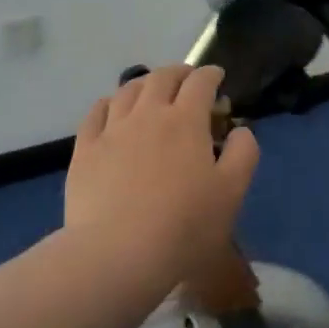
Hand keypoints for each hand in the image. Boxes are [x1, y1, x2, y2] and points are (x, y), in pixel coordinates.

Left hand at [65, 65, 259, 276]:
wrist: (118, 255)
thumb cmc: (184, 226)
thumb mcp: (232, 192)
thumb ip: (243, 153)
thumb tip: (239, 130)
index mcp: (186, 121)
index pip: (200, 82)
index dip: (211, 75)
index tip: (218, 78)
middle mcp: (148, 114)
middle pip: (162, 77)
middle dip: (179, 73)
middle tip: (188, 81)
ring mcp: (112, 130)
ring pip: (128, 90)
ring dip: (145, 83)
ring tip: (152, 91)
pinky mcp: (85, 150)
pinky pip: (96, 113)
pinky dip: (110, 103)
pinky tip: (113, 110)